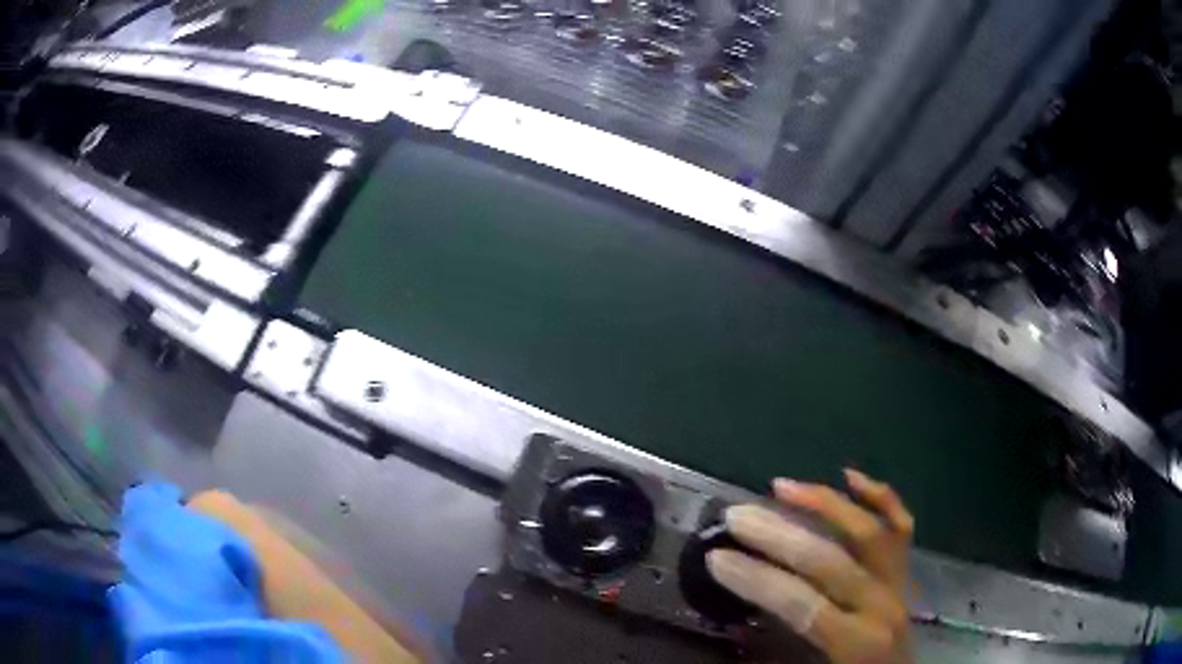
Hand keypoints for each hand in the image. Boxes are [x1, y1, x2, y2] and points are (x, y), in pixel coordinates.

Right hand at [707, 469, 913, 663]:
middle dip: (777, 536)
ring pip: (867, 530)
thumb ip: (777, 656)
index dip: (756, 580)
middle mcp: (881, 603)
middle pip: (828, 560)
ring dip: (824, 504)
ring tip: (782, 486)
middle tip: (736, 515)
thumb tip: (736, 624)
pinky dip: (879, 496)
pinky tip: (850, 477)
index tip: (716, 559)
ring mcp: (898, 581)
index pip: (800, 602)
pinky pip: (899, 525)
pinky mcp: (905, 570)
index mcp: (856, 640)